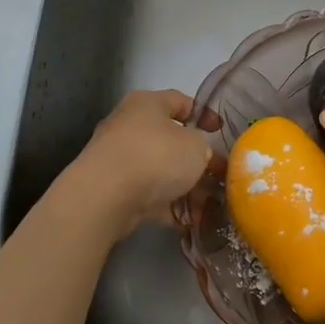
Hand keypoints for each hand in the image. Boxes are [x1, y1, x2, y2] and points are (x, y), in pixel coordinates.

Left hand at [66, 89, 217, 236]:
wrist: (104, 197)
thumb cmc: (155, 156)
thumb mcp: (196, 146)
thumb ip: (203, 148)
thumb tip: (199, 157)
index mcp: (147, 104)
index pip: (181, 101)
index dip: (204, 115)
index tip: (220, 132)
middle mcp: (128, 125)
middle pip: (169, 139)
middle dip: (195, 159)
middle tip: (217, 174)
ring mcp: (117, 159)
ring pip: (159, 170)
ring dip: (183, 187)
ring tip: (206, 206)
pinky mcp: (112, 189)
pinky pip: (147, 195)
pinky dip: (166, 206)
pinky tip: (186, 222)